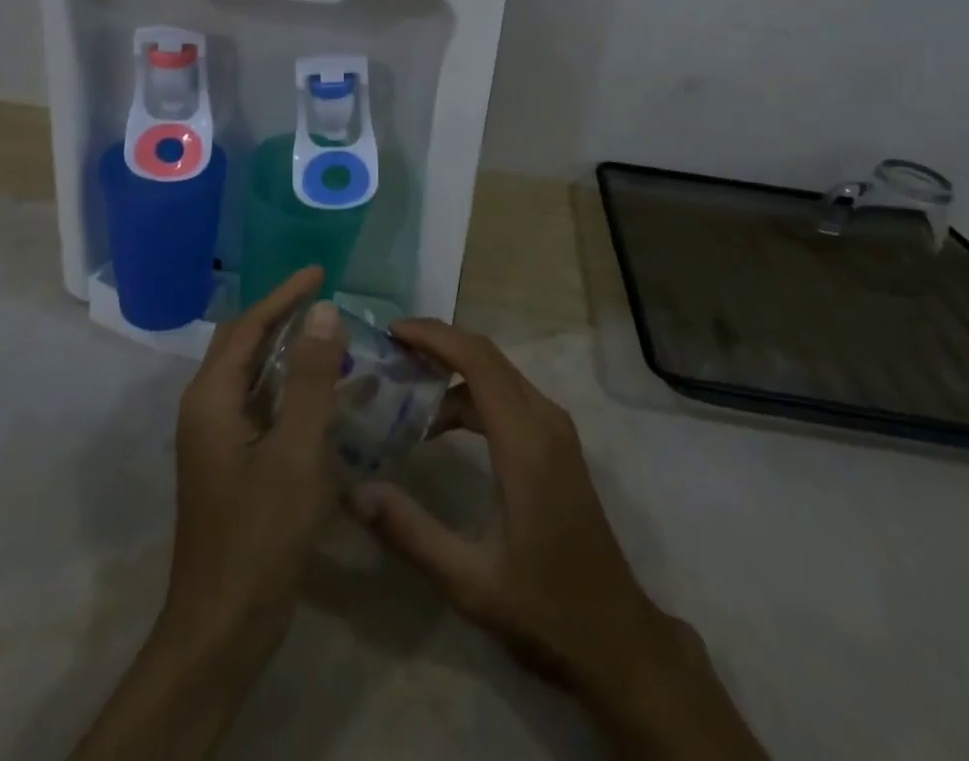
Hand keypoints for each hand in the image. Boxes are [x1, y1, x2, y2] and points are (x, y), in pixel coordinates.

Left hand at [165, 263, 344, 654]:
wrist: (222, 627)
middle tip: (327, 297)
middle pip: (246, 344)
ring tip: (335, 337)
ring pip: (256, 375)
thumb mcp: (296, 452)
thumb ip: (311, 378)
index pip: (249, 326)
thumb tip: (324, 310)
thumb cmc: (260, 535)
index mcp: (212, 398)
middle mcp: (207, 408)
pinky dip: (295, 389)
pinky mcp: (232, 461)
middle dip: (284, 316)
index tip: (321, 270)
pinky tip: (332, 394)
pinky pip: (264, 406)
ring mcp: (217, 437)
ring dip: (292, 352)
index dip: (285, 295)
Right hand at [349, 321, 764, 759]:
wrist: (615, 635)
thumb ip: (410, 532)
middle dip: (438, 343)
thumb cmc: (543, 607)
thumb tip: (353, 492)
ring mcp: (555, 429)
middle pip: (487, 356)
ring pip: (499, 373)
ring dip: (454, 369)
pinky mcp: (557, 443)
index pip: (476, 360)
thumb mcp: (469, 580)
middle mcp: (544, 420)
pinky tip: (441, 425)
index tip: (392, 332)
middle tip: (390, 351)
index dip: (434, 337)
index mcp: (525, 442)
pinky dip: (472, 394)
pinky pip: (510, 395)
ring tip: (405, 384)